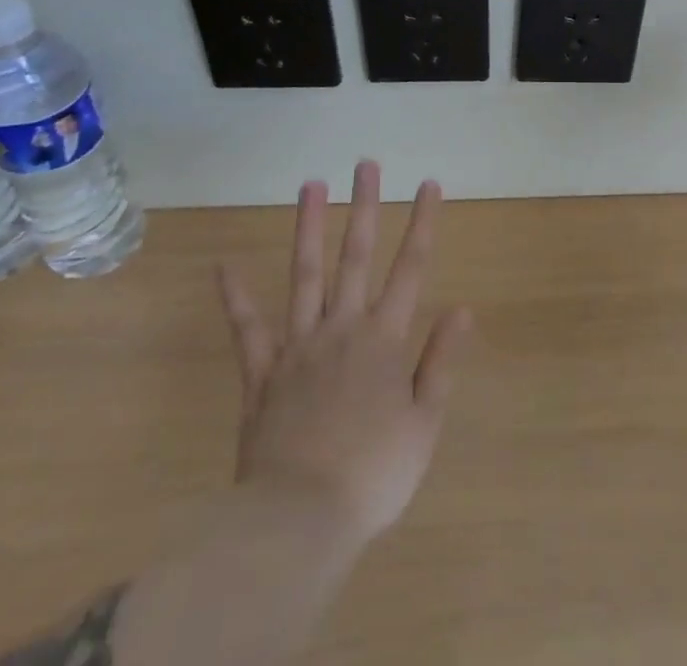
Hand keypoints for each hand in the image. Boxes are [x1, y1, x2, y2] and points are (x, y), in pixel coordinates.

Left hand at [217, 162, 472, 543]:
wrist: (299, 521)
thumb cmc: (374, 474)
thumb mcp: (424, 422)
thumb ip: (441, 360)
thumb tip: (462, 307)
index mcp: (384, 339)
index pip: (410, 268)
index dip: (422, 223)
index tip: (429, 184)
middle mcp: (343, 328)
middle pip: (355, 257)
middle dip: (364, 207)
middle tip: (365, 165)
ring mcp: (298, 347)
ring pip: (304, 276)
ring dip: (307, 228)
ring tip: (309, 185)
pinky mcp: (261, 375)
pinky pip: (247, 330)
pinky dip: (236, 298)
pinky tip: (224, 266)